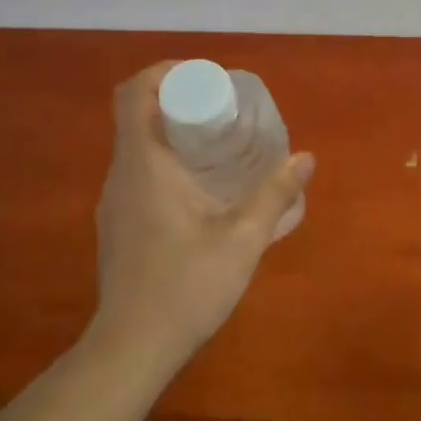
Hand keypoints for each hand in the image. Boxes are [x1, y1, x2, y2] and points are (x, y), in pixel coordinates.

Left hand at [89, 61, 314, 371]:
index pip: (134, 93)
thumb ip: (275, 194)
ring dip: (174, 133)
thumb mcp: (243, 238)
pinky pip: (140, 173)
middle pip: (137, 115)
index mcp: (144, 165)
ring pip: (138, 146)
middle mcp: (121, 175)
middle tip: (225, 111)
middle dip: (179, 100)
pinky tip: (204, 191)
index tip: (205, 78)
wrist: (131, 349)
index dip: (165, 71)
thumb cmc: (185, 286)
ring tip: (221, 147)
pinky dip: (168, 162)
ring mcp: (115, 202)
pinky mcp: (119, 225)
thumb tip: (306, 157)